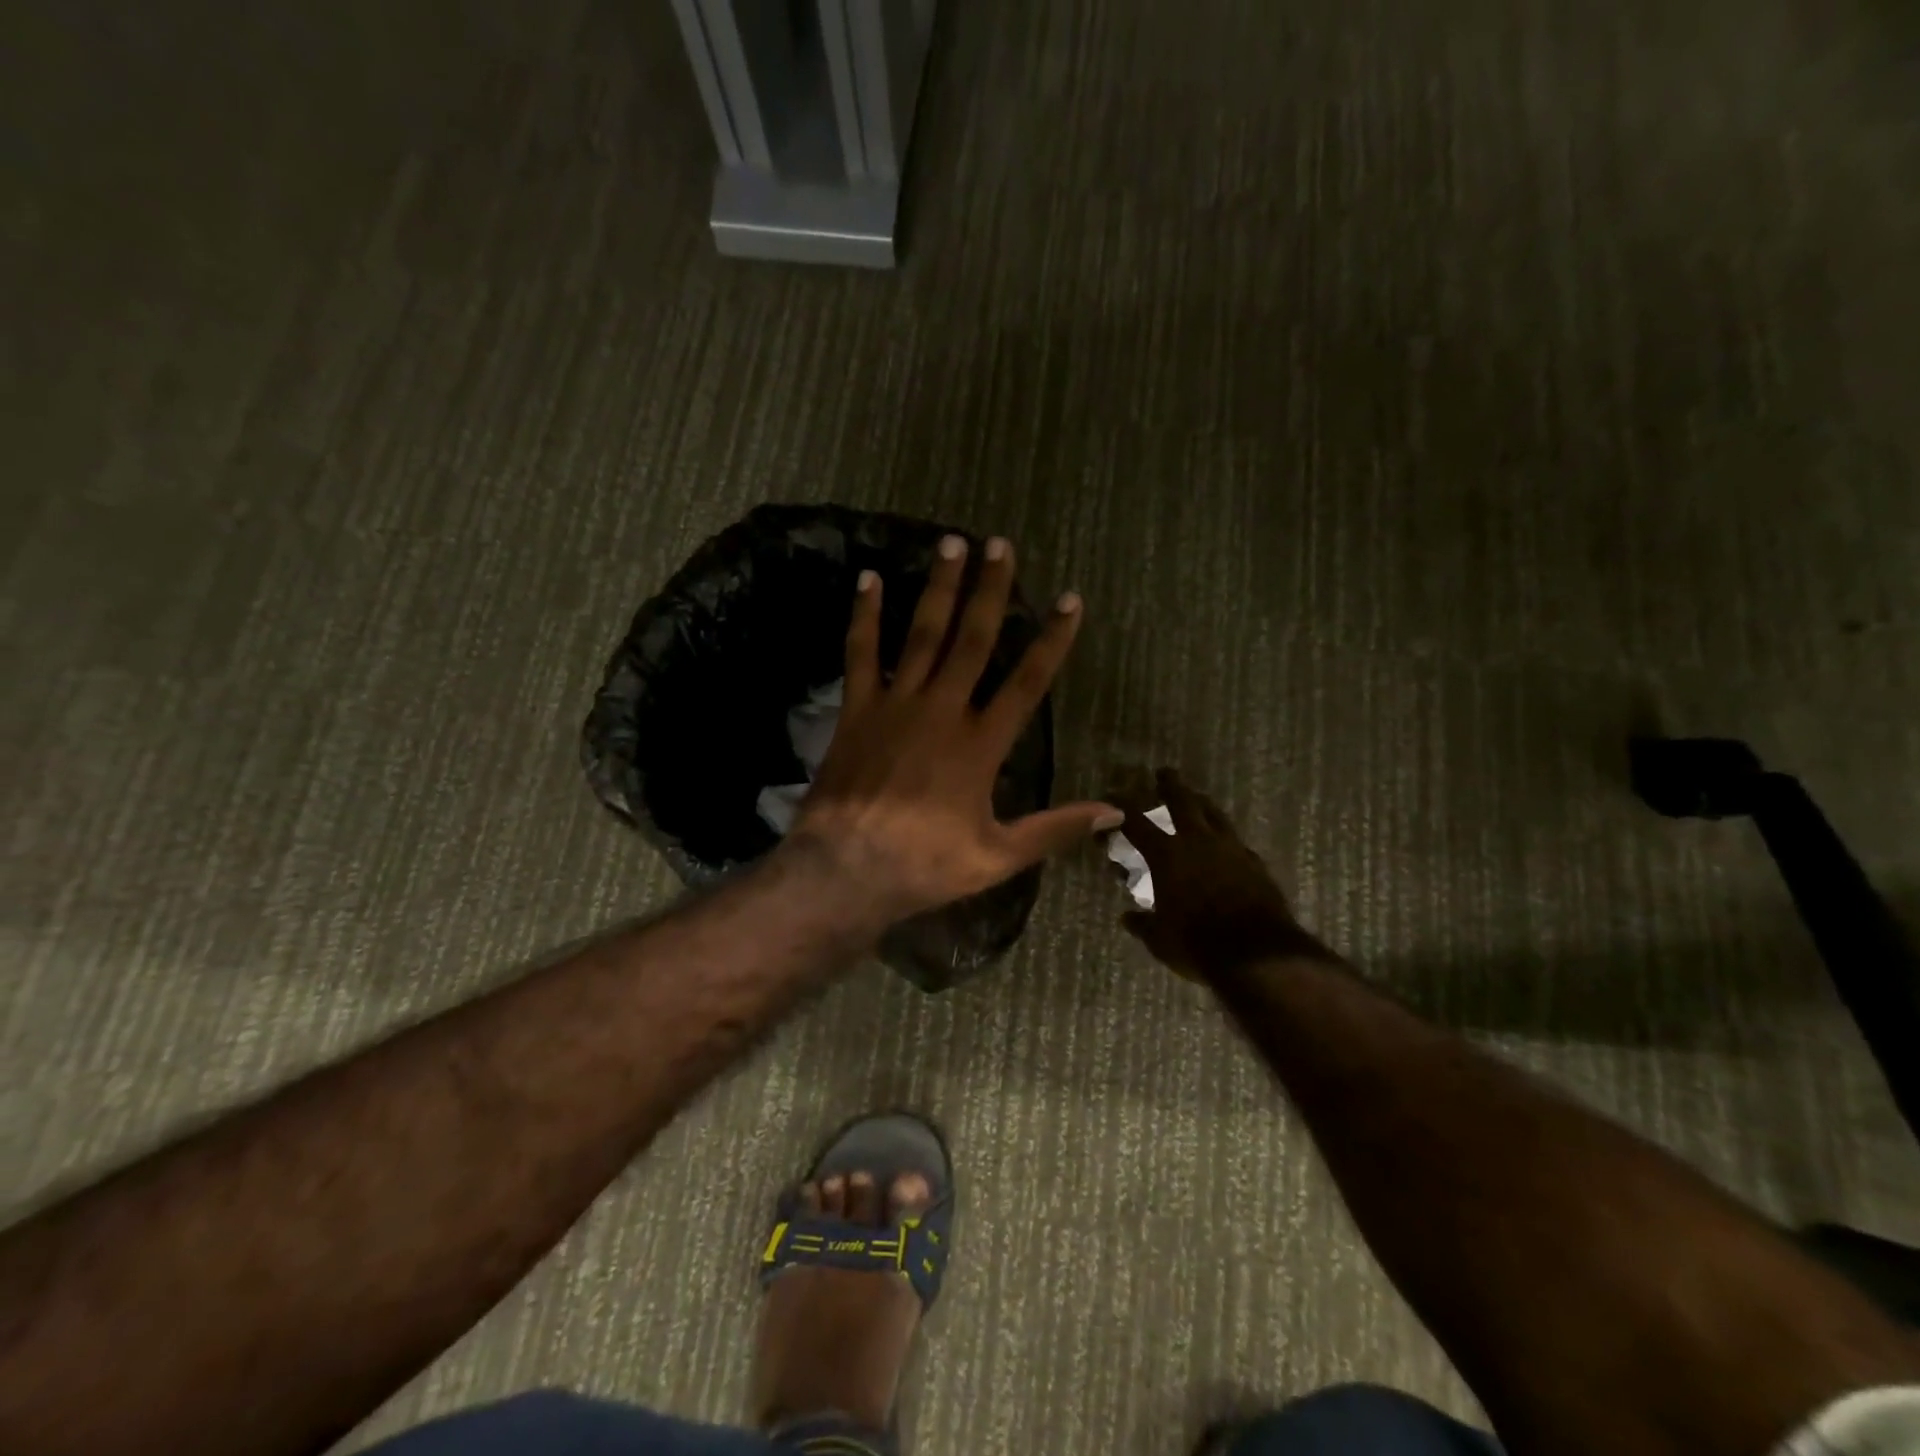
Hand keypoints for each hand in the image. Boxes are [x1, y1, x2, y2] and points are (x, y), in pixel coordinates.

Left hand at [789, 534, 1122, 920]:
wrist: (847, 869)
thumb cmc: (926, 864)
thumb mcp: (999, 856)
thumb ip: (1055, 828)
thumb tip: (1115, 812)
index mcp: (982, 744)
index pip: (1027, 682)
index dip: (1052, 639)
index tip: (1070, 599)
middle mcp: (943, 710)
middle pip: (973, 640)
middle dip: (991, 590)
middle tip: (1000, 544)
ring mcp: (897, 705)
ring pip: (923, 634)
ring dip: (939, 588)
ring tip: (951, 544)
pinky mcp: (857, 710)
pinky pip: (861, 653)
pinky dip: (865, 616)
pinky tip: (868, 579)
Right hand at [1111, 768, 1326, 979]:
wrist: (1258, 955)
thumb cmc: (1198, 944)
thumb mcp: (1160, 939)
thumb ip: (1142, 924)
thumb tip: (1127, 918)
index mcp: (1167, 855)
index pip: (1136, 822)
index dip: (1121, 807)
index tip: (1112, 795)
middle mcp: (1197, 842)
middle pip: (1182, 801)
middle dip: (1170, 785)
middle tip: (1164, 773)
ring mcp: (1230, 849)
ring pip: (1214, 814)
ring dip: (1201, 802)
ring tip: (1197, 797)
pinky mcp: (1254, 863)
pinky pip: (1235, 840)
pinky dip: (1224, 836)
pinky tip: (1225, 842)